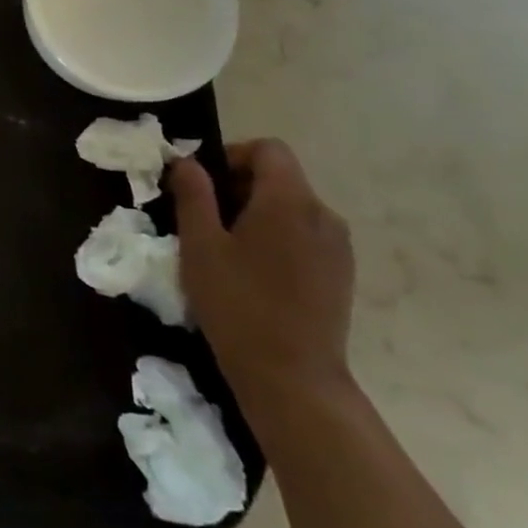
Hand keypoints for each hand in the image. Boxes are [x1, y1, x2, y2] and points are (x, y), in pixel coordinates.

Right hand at [168, 140, 354, 411]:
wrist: (293, 378)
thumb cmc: (237, 304)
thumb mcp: (200, 245)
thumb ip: (194, 195)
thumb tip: (186, 162)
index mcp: (289, 201)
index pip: (268, 149)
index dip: (232, 156)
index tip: (202, 185)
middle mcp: (323, 215)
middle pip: (280, 177)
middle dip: (238, 187)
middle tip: (203, 220)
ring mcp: (338, 246)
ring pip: (292, 207)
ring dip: (256, 213)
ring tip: (225, 249)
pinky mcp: (340, 273)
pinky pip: (304, 235)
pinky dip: (276, 237)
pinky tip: (253, 273)